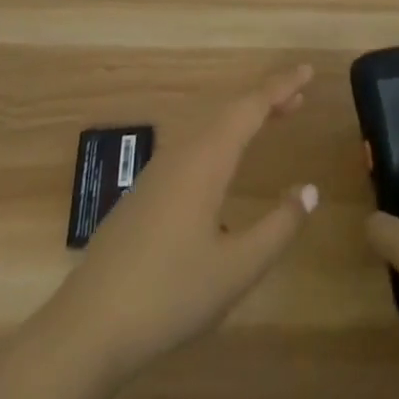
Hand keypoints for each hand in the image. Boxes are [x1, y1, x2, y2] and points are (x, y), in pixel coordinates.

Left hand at [39, 64, 319, 381]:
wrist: (88, 328)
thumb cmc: (169, 294)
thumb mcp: (237, 269)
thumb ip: (278, 227)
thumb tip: (310, 190)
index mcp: (206, 160)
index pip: (251, 107)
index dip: (281, 86)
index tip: (308, 71)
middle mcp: (182, 154)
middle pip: (230, 111)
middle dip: (266, 99)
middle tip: (299, 96)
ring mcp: (159, 173)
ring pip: (210, 128)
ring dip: (243, 118)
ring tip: (272, 118)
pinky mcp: (145, 194)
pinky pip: (194, 147)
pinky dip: (222, 140)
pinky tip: (226, 165)